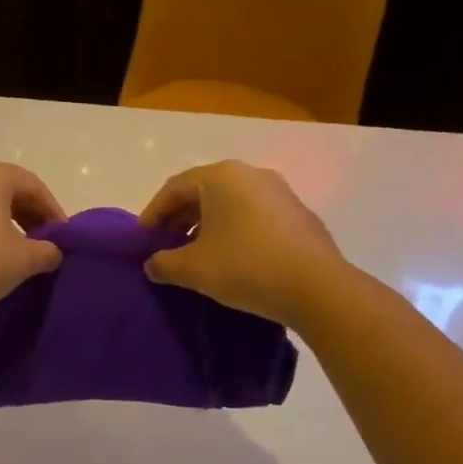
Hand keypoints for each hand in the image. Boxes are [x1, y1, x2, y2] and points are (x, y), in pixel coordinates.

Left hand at [0, 160, 66, 325]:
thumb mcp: (24, 260)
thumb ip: (47, 251)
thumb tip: (53, 252)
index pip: (32, 186)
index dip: (52, 211)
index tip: (63, 238)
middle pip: (5, 189)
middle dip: (28, 215)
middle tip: (43, 243)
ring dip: (3, 222)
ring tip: (16, 251)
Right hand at [138, 161, 346, 327]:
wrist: (319, 289)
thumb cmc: (246, 267)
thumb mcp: (194, 269)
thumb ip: (164, 264)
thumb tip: (152, 265)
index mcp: (222, 176)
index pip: (175, 187)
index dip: (154, 212)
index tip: (143, 237)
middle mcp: (251, 174)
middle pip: (204, 192)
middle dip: (181, 218)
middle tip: (166, 244)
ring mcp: (280, 193)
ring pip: (231, 204)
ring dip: (208, 225)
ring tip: (198, 254)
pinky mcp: (300, 215)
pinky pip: (255, 216)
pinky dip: (236, 231)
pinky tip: (233, 259)